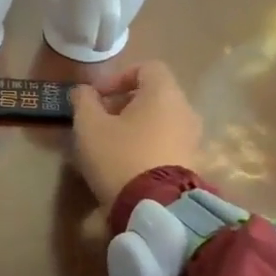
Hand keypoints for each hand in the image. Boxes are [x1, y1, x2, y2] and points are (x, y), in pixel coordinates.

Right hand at [70, 61, 201, 208]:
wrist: (156, 208)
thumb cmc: (119, 156)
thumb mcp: (89, 126)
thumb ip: (84, 101)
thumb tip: (84, 90)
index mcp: (163, 93)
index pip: (147, 68)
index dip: (118, 77)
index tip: (96, 96)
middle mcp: (185, 110)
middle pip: (153, 95)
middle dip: (123, 104)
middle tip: (99, 121)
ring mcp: (192, 138)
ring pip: (160, 120)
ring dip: (135, 126)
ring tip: (109, 145)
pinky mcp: (192, 163)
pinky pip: (166, 143)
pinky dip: (147, 145)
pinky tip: (126, 164)